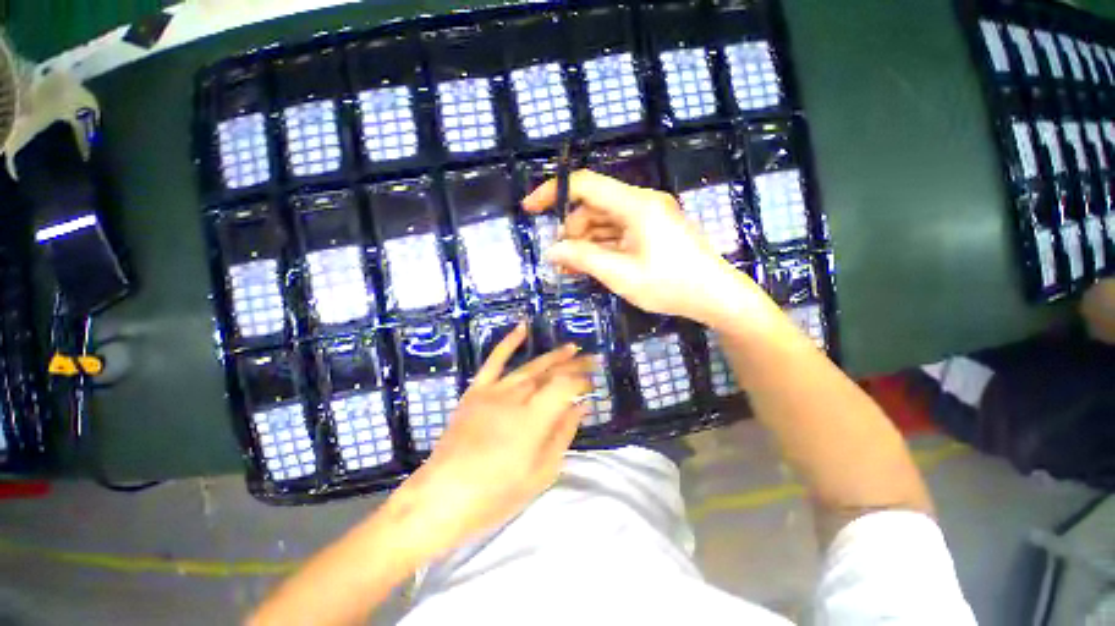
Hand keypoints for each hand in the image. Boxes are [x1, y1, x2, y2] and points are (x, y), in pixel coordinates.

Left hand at [395, 324, 591, 557]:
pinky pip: (494, 360)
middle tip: (591, 360)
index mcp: (535, 418)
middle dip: (574, 365)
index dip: (582, 381)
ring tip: (571, 348)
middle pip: (551, 373)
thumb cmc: (497, 493)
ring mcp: (494, 390)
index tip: (593, 384)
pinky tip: (522, 328)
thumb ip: (563, 434)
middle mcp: (517, 396)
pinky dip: (509, 342)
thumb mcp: (541, 471)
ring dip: (553, 356)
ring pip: (530, 366)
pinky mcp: (476, 390)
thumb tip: (581, 407)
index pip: (566, 386)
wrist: (443, 496)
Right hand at [523, 170, 762, 323]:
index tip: (529, 209)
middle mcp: (641, 203)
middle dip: (571, 231)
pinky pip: (617, 232)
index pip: (585, 184)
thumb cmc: (670, 285)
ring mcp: (648, 217)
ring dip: (584, 241)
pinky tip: (590, 265)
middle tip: (560, 260)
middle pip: (593, 206)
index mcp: (635, 205)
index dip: (553, 192)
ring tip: (572, 268)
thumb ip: (583, 259)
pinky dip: (601, 246)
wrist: (716, 297)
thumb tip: (551, 250)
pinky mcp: (651, 230)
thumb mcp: (621, 275)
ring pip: (603, 221)